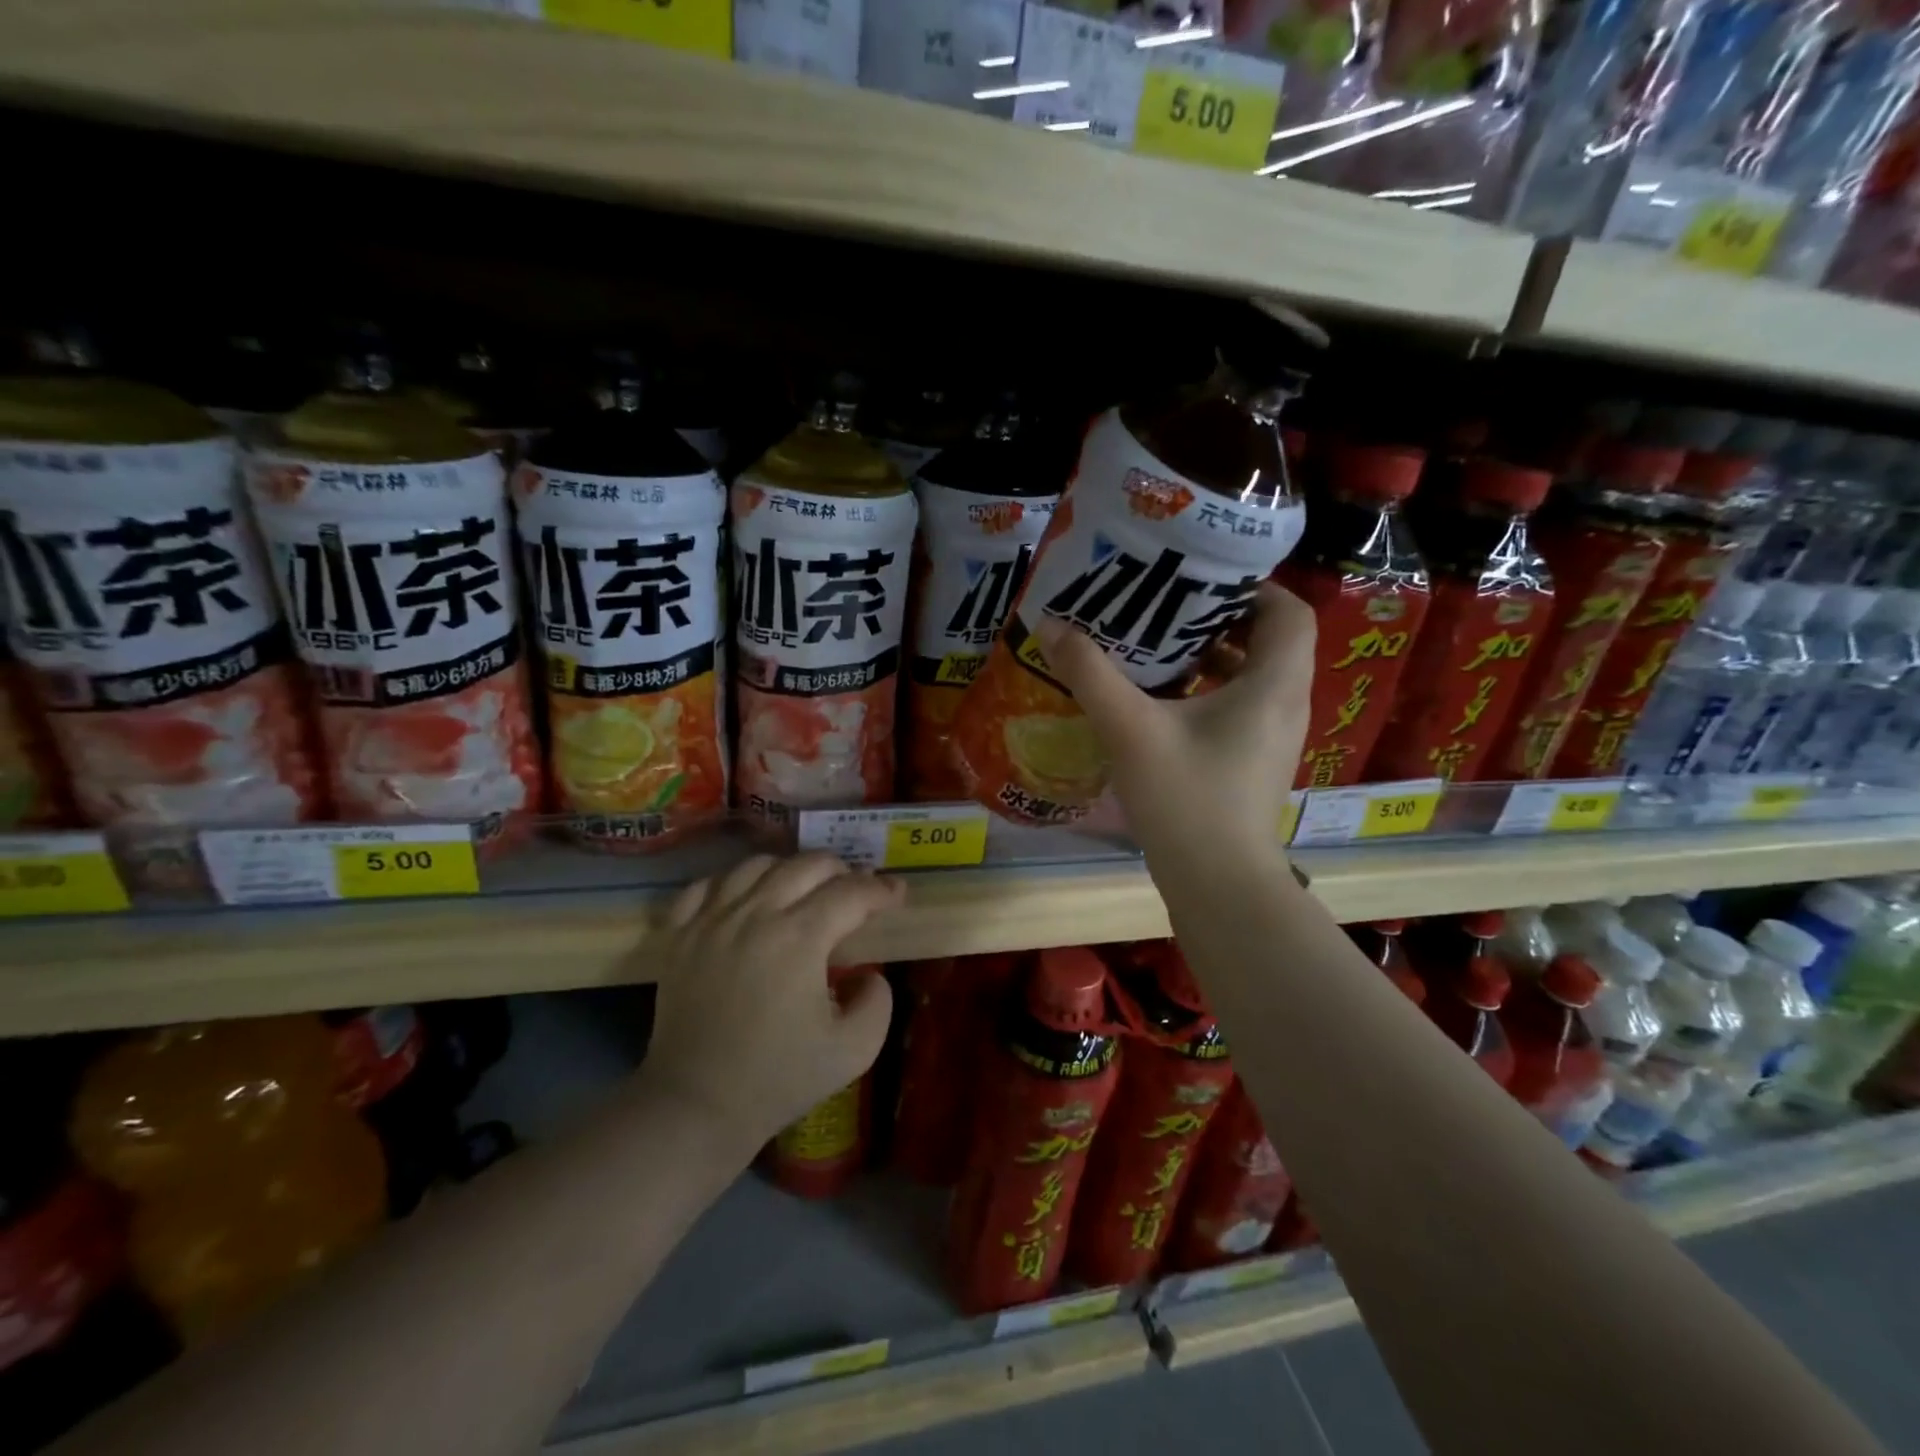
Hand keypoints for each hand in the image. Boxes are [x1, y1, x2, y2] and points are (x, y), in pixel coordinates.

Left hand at [637, 853, 901, 1156]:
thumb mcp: (854, 1050)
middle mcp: (755, 914)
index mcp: (800, 938)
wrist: (697, 1106)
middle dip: (842, 870)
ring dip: (789, 869)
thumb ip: (878, 1001)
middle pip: (807, 865)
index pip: (851, 892)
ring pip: (756, 864)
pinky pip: (706, 886)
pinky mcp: (679, 935)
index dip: (881, 889)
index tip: (897, 894)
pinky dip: (732, 883)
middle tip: (854, 892)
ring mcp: (711, 920)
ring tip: (802, 890)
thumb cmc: (779, 1079)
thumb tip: (867, 972)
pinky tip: (745, 900)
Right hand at [1035, 582, 1312, 865]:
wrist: (1218, 885)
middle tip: (1167, 606)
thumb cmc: (1185, 799)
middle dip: (1221, 618)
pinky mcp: (1255, 764)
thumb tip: (1052, 625)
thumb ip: (1091, 673)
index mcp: (1273, 685)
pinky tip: (1161, 702)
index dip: (1253, 587)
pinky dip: (1209, 693)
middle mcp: (1285, 705)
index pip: (1289, 611)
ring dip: (1213, 657)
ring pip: (1253, 677)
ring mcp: (1273, 739)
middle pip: (1270, 641)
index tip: (1200, 580)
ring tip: (1158, 647)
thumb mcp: (1130, 729)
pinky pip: (1241, 708)